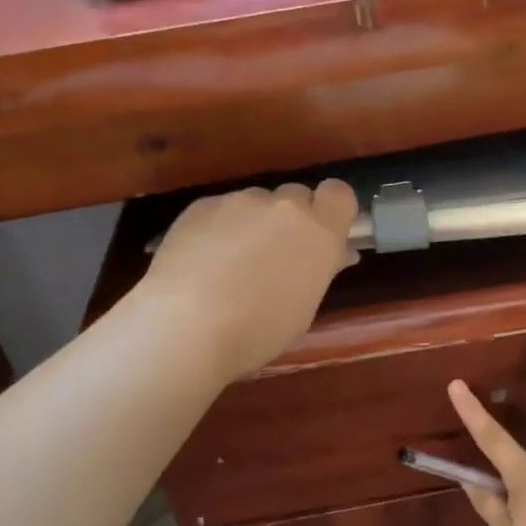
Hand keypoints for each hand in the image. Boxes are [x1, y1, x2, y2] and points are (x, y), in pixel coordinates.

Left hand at [140, 180, 359, 380]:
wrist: (187, 325)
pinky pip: (220, 210)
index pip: (338, 194)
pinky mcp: (202, 205)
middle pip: (295, 196)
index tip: (320, 235)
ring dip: (252, 224)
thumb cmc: (258, 331)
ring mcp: (240, 201)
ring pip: (255, 204)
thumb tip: (335, 254)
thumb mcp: (303, 308)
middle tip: (274, 256)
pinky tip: (201, 262)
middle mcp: (284, 207)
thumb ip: (319, 270)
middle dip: (289, 220)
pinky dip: (217, 229)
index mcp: (319, 233)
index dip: (329, 211)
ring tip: (229, 264)